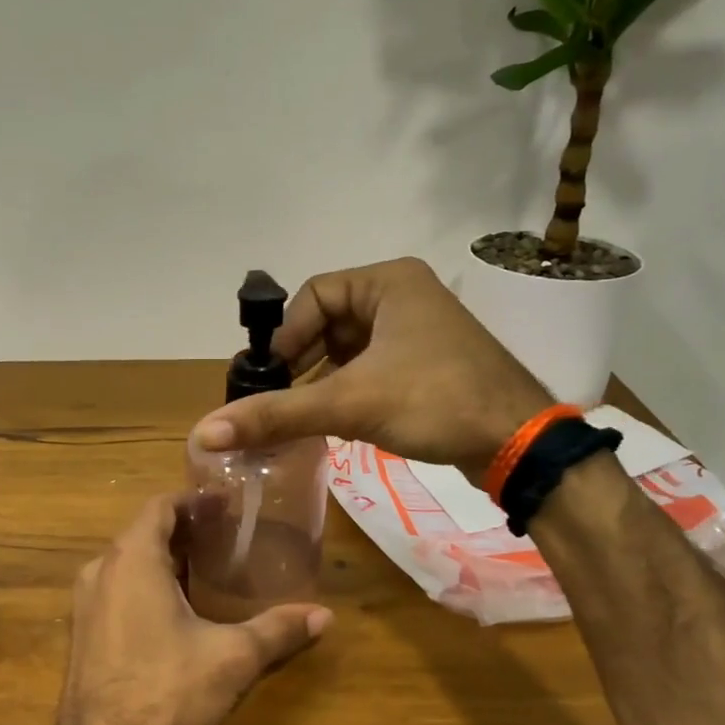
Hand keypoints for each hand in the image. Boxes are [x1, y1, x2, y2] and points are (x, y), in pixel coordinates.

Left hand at [54, 494, 330, 724]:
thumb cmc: (165, 689)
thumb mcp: (231, 657)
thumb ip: (277, 630)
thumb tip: (325, 616)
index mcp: (132, 559)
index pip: (160, 506)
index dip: (193, 500)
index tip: (225, 504)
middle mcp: (101, 570)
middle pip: (143, 532)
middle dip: (183, 529)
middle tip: (225, 536)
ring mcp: (86, 603)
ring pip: (127, 562)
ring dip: (163, 558)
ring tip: (206, 568)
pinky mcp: (83, 632)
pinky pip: (116, 588)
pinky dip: (145, 584)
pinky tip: (175, 609)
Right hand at [192, 257, 552, 473]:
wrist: (520, 443)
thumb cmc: (434, 401)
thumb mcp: (349, 403)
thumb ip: (276, 415)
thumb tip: (205, 432)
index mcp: (388, 282)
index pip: (313, 296)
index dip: (286, 336)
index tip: (268, 378)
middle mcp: (404, 296)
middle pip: (329, 322)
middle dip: (301, 361)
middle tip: (278, 399)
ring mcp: (419, 330)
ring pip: (350, 348)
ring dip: (321, 379)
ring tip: (301, 414)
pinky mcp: (428, 362)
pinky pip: (371, 366)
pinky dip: (347, 388)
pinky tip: (334, 419)